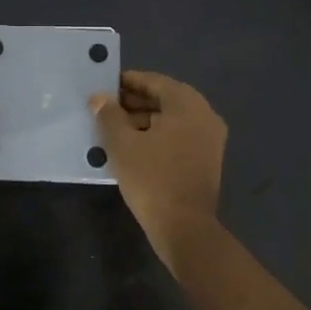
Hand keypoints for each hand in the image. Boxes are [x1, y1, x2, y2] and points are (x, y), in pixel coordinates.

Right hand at [91, 70, 226, 252]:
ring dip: (144, 119)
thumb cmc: (152, 178)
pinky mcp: (207, 159)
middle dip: (135, 102)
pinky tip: (133, 146)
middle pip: (165, 99)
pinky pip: (179, 136)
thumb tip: (99, 97)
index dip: (128, 82)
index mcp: (187, 104)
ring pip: (172, 119)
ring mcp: (210, 139)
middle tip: (105, 108)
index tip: (105, 86)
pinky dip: (158, 135)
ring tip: (114, 128)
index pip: (155, 82)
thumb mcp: (122, 144)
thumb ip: (109, 115)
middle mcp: (205, 115)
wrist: (184, 227)